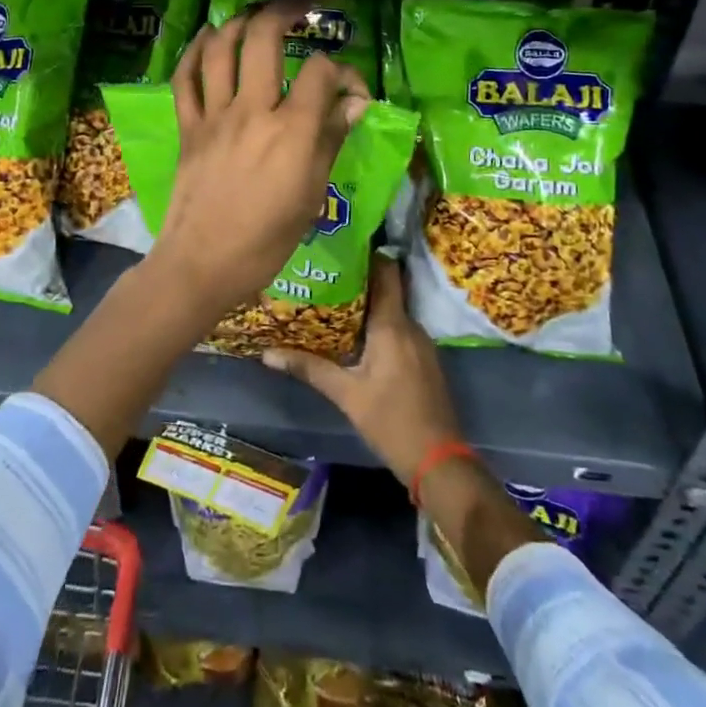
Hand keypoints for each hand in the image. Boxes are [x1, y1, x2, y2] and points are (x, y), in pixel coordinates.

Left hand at [145, 0, 369, 317]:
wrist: (201, 264)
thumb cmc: (266, 241)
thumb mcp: (311, 196)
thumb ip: (331, 141)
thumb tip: (355, 103)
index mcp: (292, 132)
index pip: (321, 72)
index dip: (343, 71)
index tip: (352, 92)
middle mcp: (252, 111)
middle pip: (264, 38)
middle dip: (288, 8)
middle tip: (306, 0)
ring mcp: (214, 116)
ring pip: (221, 47)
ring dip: (240, 19)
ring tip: (258, 12)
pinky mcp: (188, 127)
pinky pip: (185, 77)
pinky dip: (196, 51)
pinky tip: (209, 37)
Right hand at [263, 255, 461, 485]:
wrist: (438, 459)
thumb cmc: (391, 421)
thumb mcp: (346, 394)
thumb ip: (309, 368)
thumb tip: (267, 354)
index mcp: (393, 325)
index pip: (386, 272)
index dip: (367, 255)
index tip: (341, 246)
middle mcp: (410, 325)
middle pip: (387, 289)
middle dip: (358, 280)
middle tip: (325, 273)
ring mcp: (421, 343)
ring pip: (392, 310)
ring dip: (367, 304)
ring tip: (332, 299)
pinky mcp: (423, 359)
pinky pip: (399, 328)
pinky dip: (378, 324)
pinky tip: (354, 334)